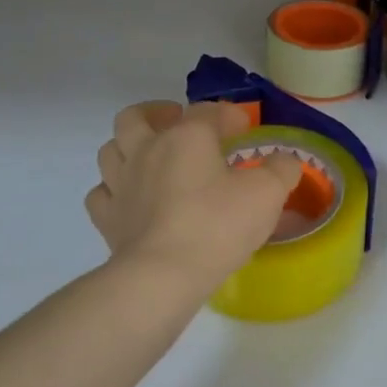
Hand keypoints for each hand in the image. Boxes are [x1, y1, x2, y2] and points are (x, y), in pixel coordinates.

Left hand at [86, 101, 302, 290]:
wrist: (163, 275)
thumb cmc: (218, 226)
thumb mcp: (267, 194)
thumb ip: (281, 170)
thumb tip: (285, 160)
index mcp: (186, 137)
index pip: (207, 111)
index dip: (229, 115)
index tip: (245, 128)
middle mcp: (146, 150)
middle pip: (137, 117)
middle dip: (157, 113)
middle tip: (177, 123)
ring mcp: (120, 184)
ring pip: (111, 149)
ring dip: (129, 146)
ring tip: (150, 156)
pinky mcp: (107, 218)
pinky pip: (101, 193)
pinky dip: (114, 189)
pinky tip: (131, 198)